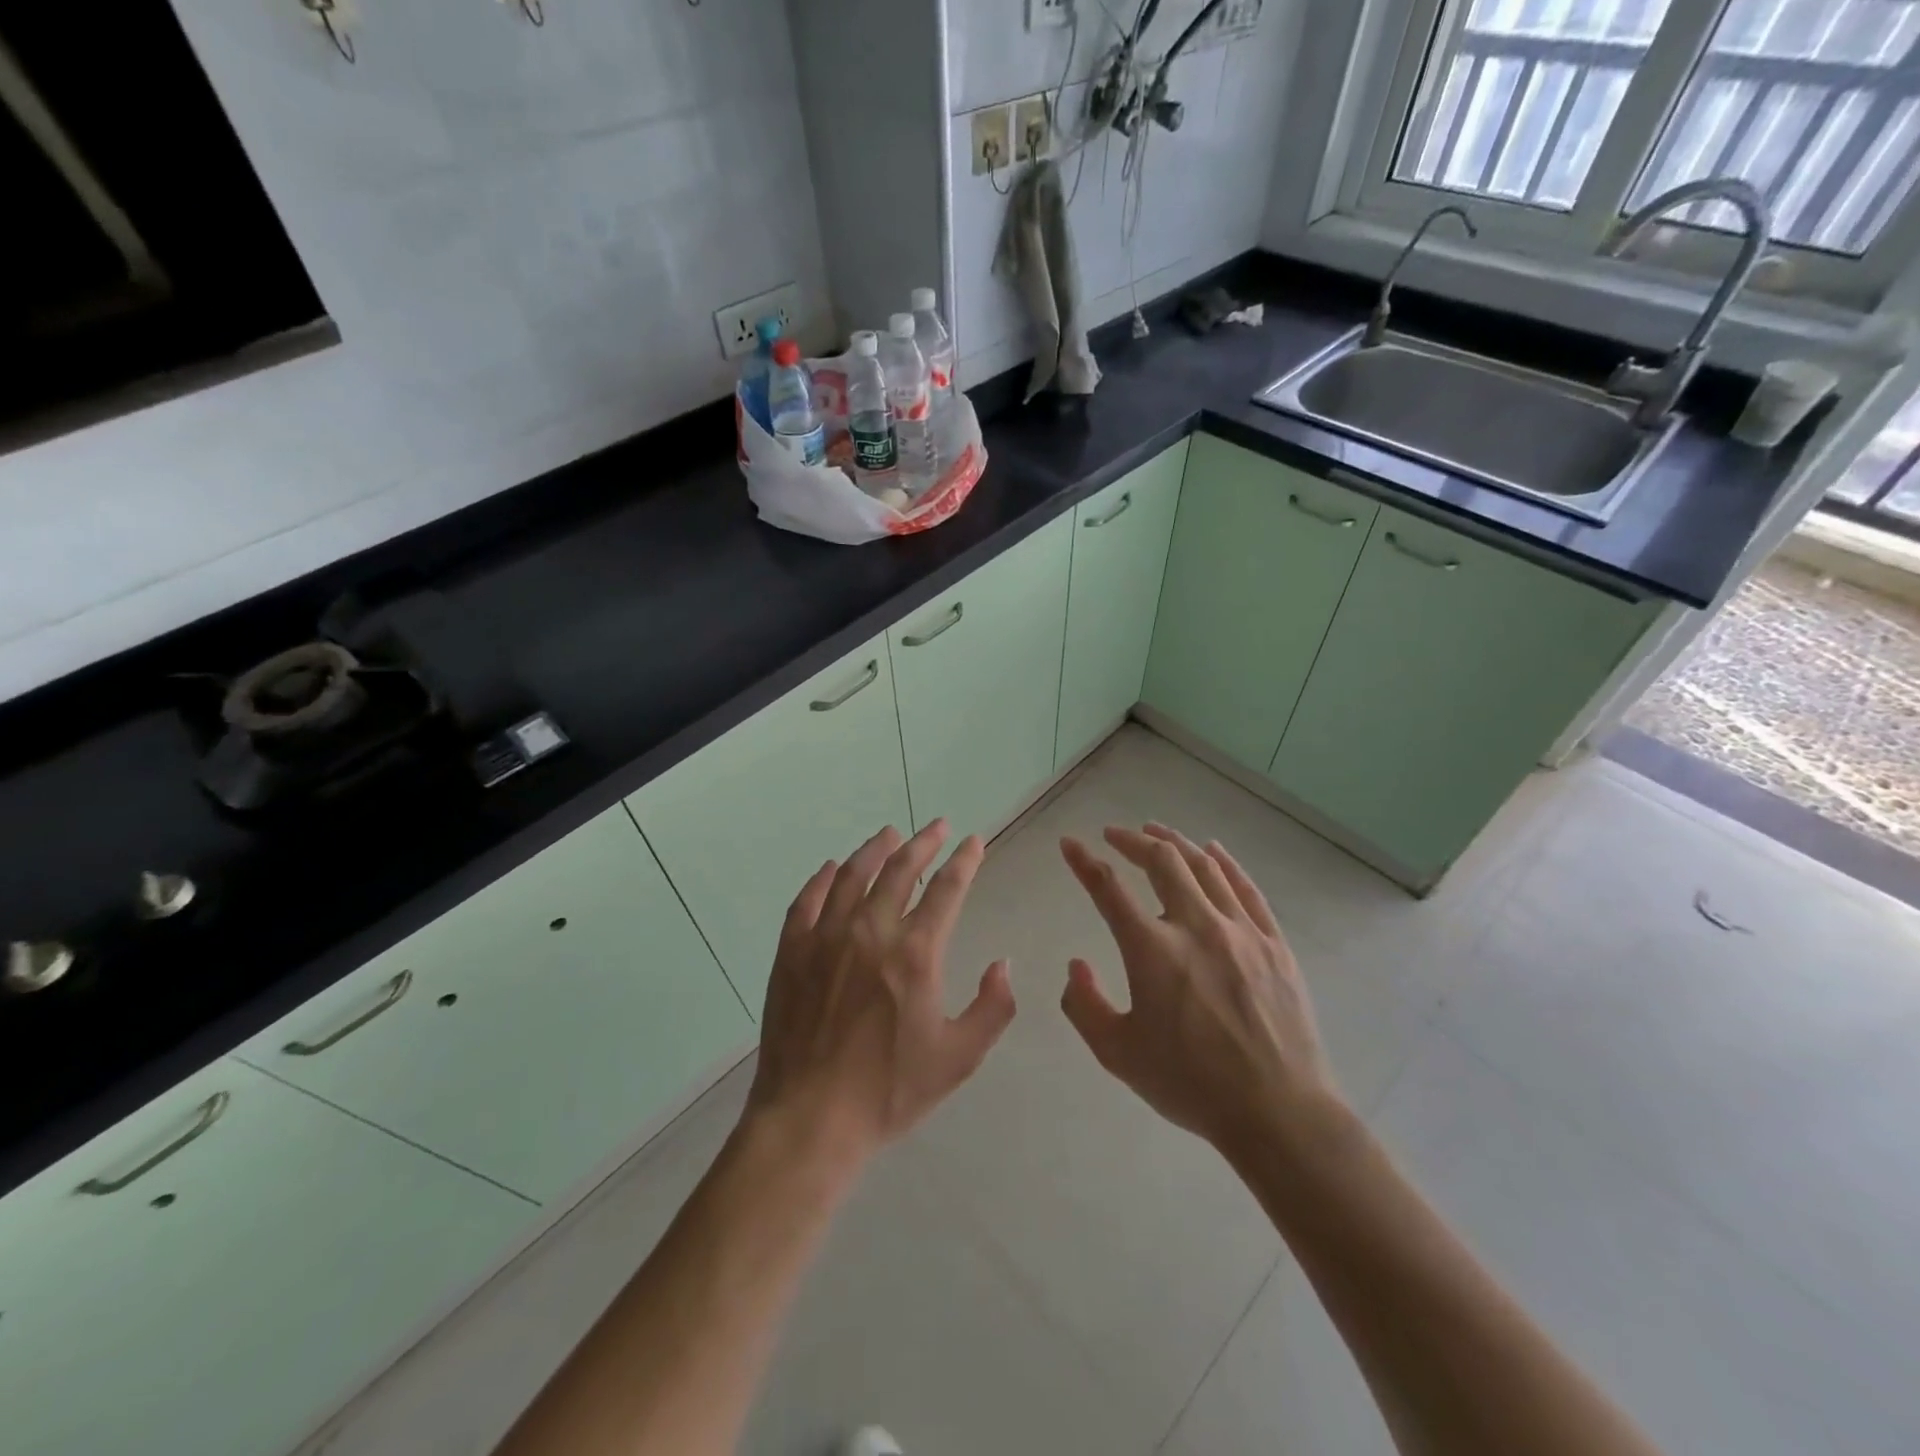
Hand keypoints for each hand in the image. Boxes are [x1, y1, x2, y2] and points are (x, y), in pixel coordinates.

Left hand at [746, 821, 1016, 1171]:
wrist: (810, 1118)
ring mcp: (826, 937)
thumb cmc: (889, 1090)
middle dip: (923, 843)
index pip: (947, 890)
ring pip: (853, 875)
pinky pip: (807, 900)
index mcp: (915, 953)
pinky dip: (823, 879)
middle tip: (937, 827)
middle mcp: (871, 931)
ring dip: (875, 849)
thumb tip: (1004, 965)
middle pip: (900, 869)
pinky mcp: (792, 951)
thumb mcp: (959, 1058)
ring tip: (890, 834)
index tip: (973, 841)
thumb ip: (993, 1007)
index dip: (964, 861)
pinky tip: (832, 869)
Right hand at [1058, 823, 1343, 1158]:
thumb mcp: (1118, 1054)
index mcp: (1152, 950)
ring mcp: (1240, 930)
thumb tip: (1076, 965)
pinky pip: (1247, 889)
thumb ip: (1084, 1006)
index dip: (1083, 861)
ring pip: (1204, 867)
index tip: (1069, 843)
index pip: (1108, 889)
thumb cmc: (1191, 1084)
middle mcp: (1195, 926)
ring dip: (1175, 842)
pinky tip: (1214, 851)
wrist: (1278, 1113)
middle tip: (1116, 834)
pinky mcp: (1274, 943)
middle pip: (1162, 861)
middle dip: (1132, 840)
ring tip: (1156, 831)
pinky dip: (1226, 863)